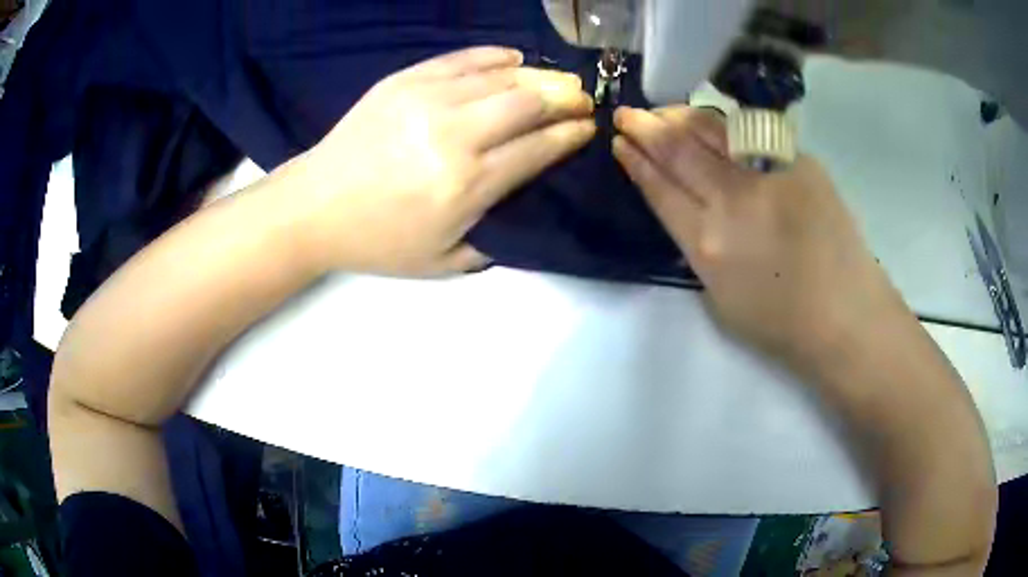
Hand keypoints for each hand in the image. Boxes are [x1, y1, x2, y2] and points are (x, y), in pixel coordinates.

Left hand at [292, 47, 595, 276]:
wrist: (315, 207)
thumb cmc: (378, 242)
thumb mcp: (443, 262)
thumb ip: (494, 238)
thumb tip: (525, 202)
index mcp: (466, 185)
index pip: (539, 148)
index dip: (571, 135)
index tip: (588, 128)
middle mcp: (454, 135)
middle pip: (528, 104)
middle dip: (565, 99)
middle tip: (581, 100)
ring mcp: (427, 100)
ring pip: (501, 77)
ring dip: (539, 77)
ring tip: (558, 80)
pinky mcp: (404, 80)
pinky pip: (461, 59)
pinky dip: (494, 57)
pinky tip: (514, 59)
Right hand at [612, 105, 906, 363]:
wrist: (845, 313)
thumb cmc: (782, 322)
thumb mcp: (720, 298)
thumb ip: (698, 247)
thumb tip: (689, 207)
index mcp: (708, 245)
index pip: (661, 190)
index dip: (637, 163)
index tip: (621, 144)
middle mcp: (733, 201)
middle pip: (679, 152)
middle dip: (646, 128)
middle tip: (627, 114)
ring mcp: (769, 174)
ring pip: (712, 132)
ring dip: (679, 117)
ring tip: (661, 110)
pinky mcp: (798, 161)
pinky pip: (750, 135)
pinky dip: (723, 127)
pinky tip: (711, 123)